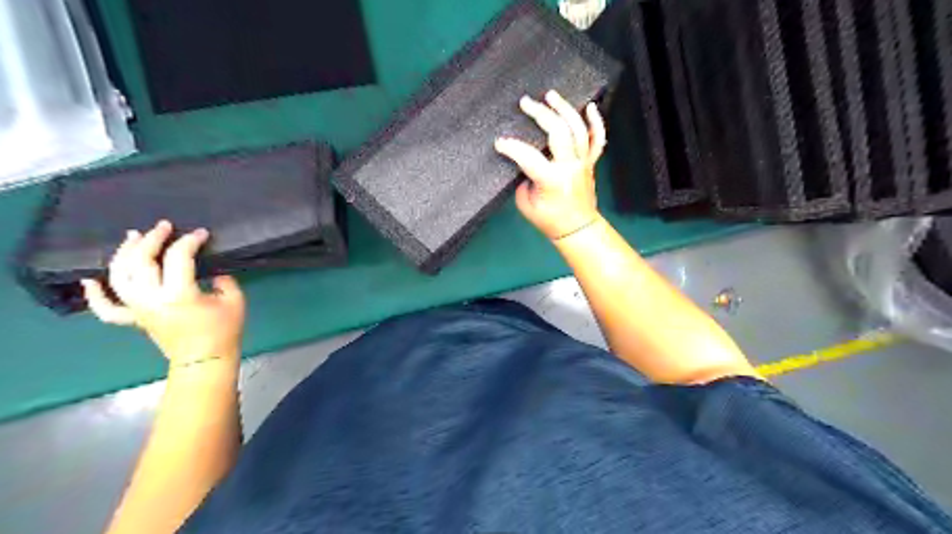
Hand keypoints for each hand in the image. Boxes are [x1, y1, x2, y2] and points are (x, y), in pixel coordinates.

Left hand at [81, 220, 243, 366]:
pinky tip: (90, 280)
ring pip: (120, 276)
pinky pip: (106, 308)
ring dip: (124, 254)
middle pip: (142, 261)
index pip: (178, 257)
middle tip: (165, 226)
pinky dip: (95, 295)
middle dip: (153, 239)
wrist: (206, 360)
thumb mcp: (234, 301)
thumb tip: (211, 270)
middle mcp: (151, 299)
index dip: (190, 241)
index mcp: (179, 294)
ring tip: (133, 237)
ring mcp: (138, 309)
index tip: (202, 234)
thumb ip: (223, 280)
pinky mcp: (134, 319)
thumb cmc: (224, 330)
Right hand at [494, 91, 604, 239]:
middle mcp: (570, 167)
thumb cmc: (549, 220)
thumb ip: (523, 179)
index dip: (511, 147)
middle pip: (558, 132)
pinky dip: (596, 122)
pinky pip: (597, 139)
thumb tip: (523, 160)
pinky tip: (590, 106)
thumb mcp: (526, 203)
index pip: (528, 157)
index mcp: (552, 180)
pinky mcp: (590, 162)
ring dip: (564, 109)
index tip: (499, 142)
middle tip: (525, 103)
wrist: (576, 228)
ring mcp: (583, 163)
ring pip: (578, 130)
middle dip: (540, 114)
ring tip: (551, 95)